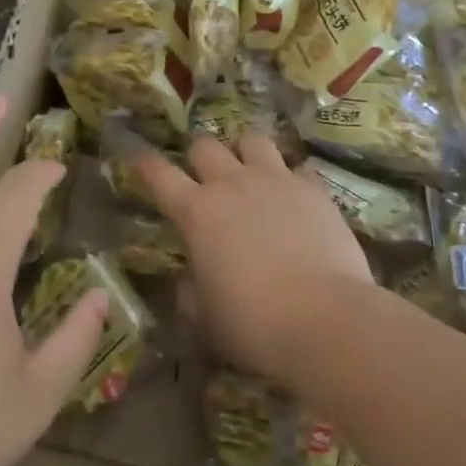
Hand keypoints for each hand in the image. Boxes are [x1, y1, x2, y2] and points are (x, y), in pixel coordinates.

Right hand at [136, 133, 373, 382]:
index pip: (160, 175)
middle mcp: (232, 184)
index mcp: (197, 213)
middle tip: (204, 175)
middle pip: (205, 145)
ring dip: (245, 151)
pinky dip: (292, 178)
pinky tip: (296, 197)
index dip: (146, 164)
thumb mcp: (207, 319)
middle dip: (199, 155)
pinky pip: (297, 168)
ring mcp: (276, 179)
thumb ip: (191, 292)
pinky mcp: (313, 188)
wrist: (325, 319)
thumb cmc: (254, 324)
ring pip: (252, 140)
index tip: (140, 156)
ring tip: (251, 170)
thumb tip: (190, 280)